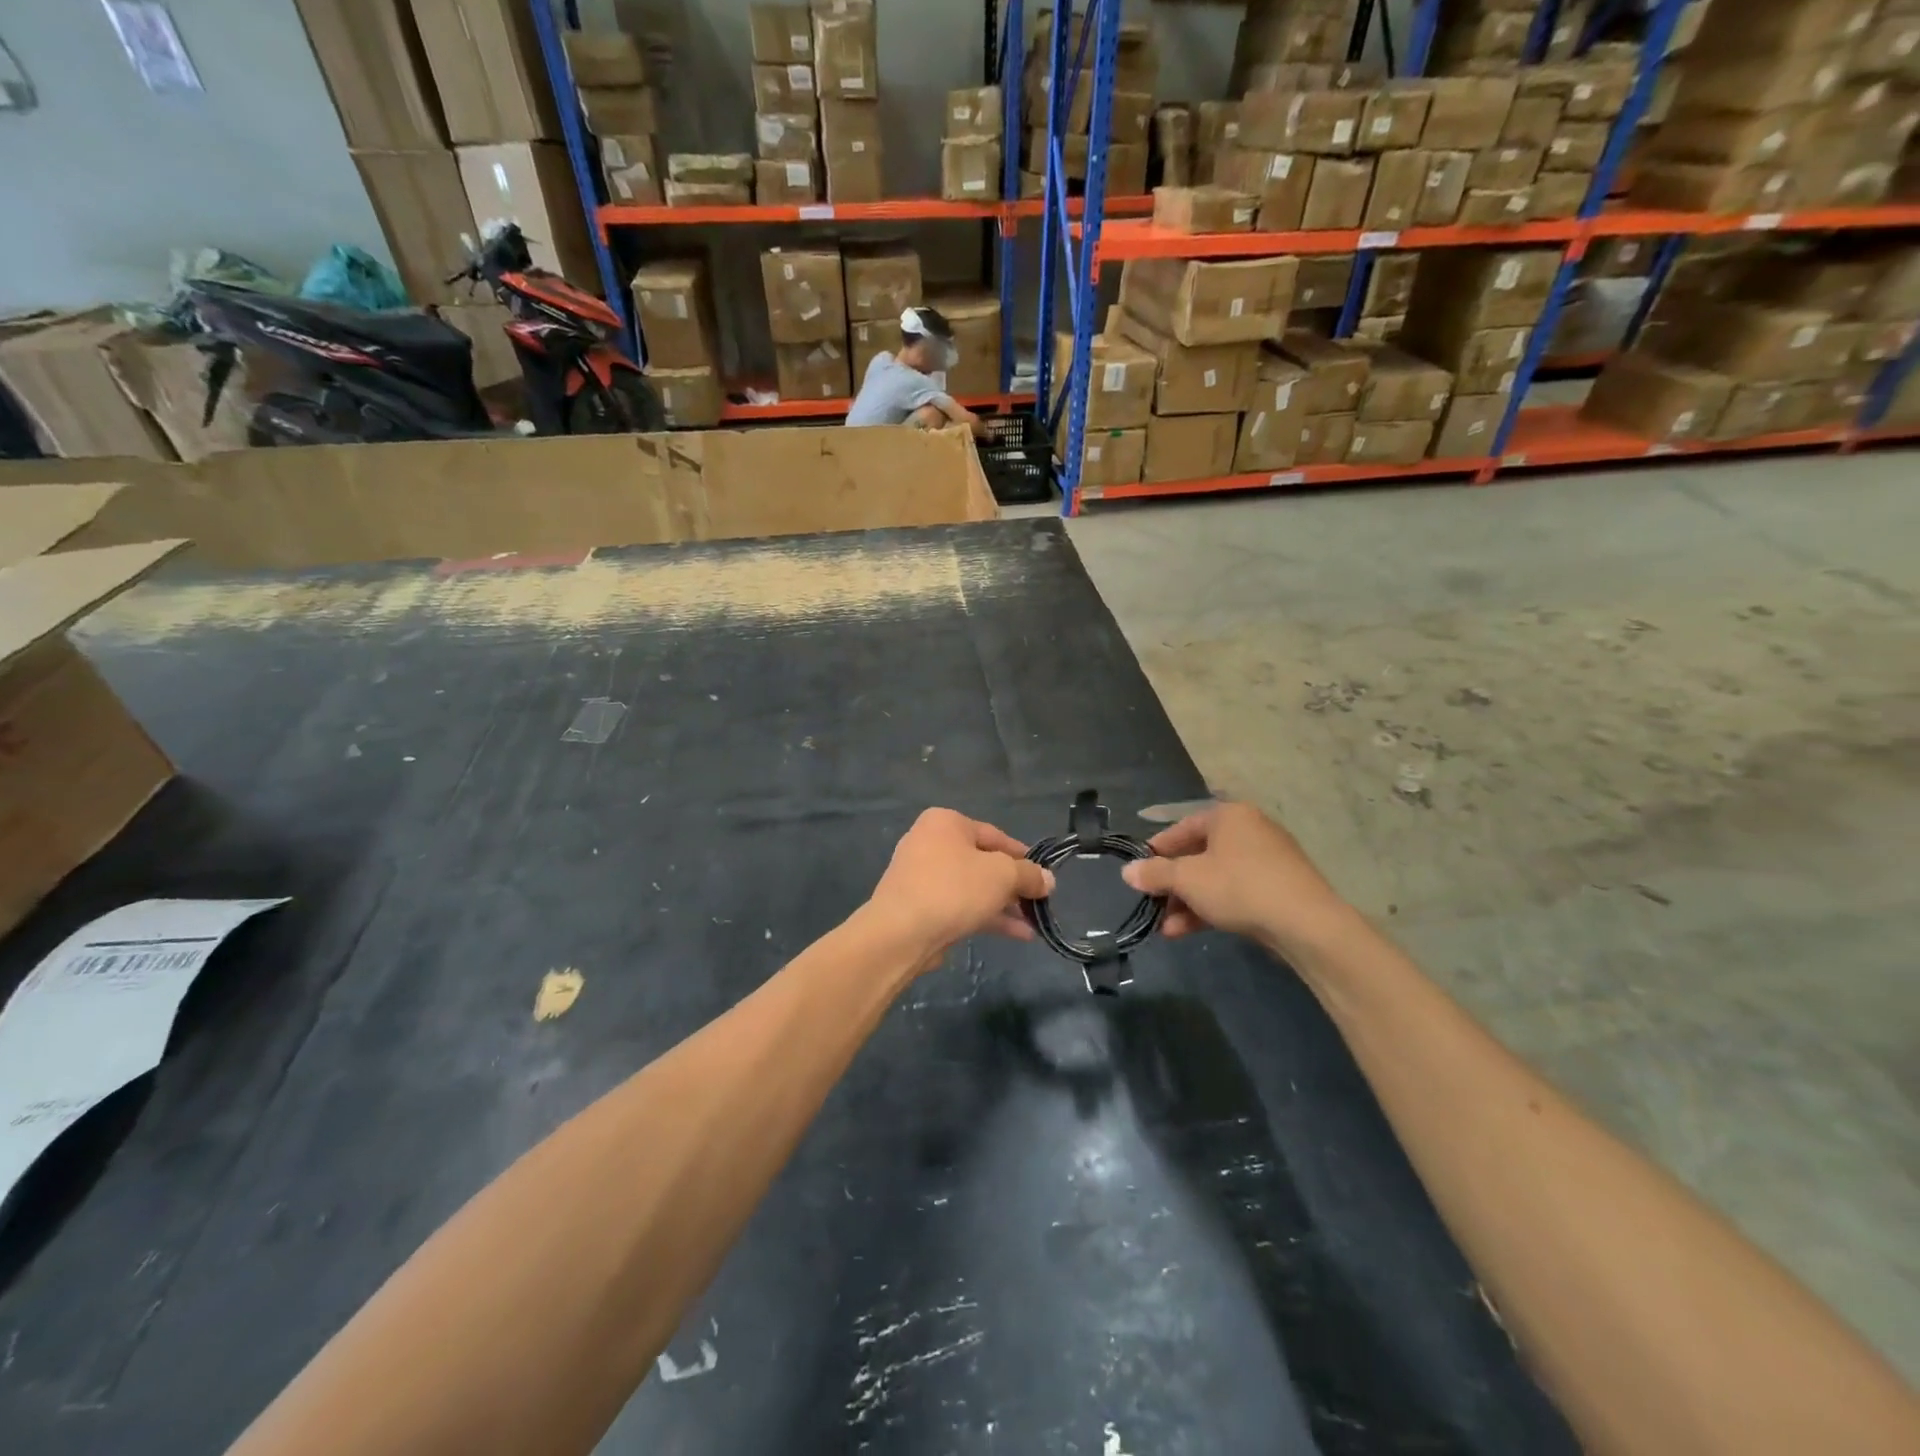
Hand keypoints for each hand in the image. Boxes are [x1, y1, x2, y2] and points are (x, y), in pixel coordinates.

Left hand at [866, 808, 1054, 962]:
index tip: (1044, 876)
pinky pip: (960, 905)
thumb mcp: (1002, 875)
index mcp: (946, 822)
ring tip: (1033, 923)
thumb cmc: (954, 889)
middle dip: (1014, 885)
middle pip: (983, 862)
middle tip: (1039, 902)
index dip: (1024, 857)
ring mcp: (921, 876)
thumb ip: (1029, 875)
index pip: (995, 836)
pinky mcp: (919, 906)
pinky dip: (986, 916)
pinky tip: (1016, 934)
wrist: (901, 933)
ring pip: (973, 887)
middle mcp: (930, 842)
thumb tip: (1047, 880)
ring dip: (1004, 905)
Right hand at [1121, 802, 1348, 954]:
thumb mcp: (1188, 879)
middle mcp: (1249, 831)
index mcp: (1228, 816)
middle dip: (1172, 885)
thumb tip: (1127, 871)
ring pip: (1215, 878)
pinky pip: (1234, 892)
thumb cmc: (1239, 886)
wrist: (1306, 924)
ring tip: (1166, 928)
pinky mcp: (1278, 888)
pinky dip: (1211, 908)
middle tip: (1152, 904)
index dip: (1157, 850)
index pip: (1182, 827)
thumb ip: (1155, 874)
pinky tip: (1187, 932)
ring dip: (1187, 902)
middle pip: (1198, 855)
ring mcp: (1267, 861)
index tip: (1139, 872)